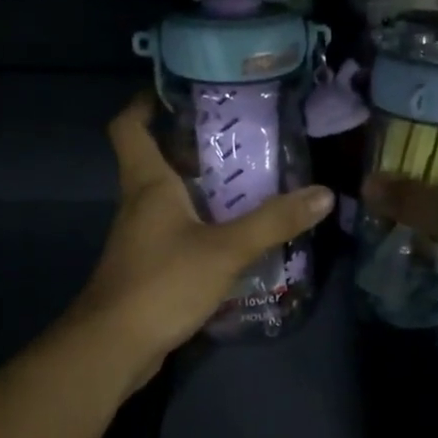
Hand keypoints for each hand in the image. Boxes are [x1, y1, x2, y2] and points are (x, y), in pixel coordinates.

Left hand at [69, 93, 332, 387]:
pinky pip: (177, 231)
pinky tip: (235, 234)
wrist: (114, 346)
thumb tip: (323, 194)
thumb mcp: (225, 250)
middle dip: (192, 144)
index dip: (145, 102)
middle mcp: (139, 203)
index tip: (179, 90)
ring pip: (169, 198)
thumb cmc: (162, 283)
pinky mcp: (149, 266)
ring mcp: (141, 237)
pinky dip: (202, 224)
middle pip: (156, 158)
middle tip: (240, 135)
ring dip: (202, 187)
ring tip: (250, 180)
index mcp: (147, 184)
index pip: (129, 126)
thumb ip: (273, 222)